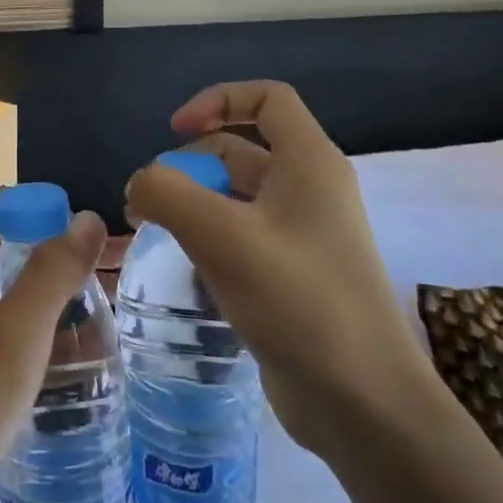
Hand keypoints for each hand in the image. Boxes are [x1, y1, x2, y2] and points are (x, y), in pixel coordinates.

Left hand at [0, 189, 107, 502]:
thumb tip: (88, 217)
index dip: (49, 210)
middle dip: (55, 248)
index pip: (3, 204)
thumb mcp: (16, 336)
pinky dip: (32, 317)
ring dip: (48, 286)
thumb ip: (51, 273)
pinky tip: (70, 343)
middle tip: (110, 272)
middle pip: (6, 239)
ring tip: (101, 305)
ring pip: (6, 279)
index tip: (94, 241)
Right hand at [125, 81, 436, 454]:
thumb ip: (168, 194)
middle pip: (240, 148)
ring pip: (234, 196)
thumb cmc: (300, 303)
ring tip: (154, 233)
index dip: (217, 100)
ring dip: (191, 203)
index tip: (174, 131)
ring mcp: (302, 235)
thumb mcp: (223, 238)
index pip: (267, 98)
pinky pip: (240, 236)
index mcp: (309, 164)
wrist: (364, 405)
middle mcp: (308, 190)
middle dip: (189, 164)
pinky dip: (207, 237)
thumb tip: (138, 183)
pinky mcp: (291, 274)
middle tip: (148, 202)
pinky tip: (185, 267)